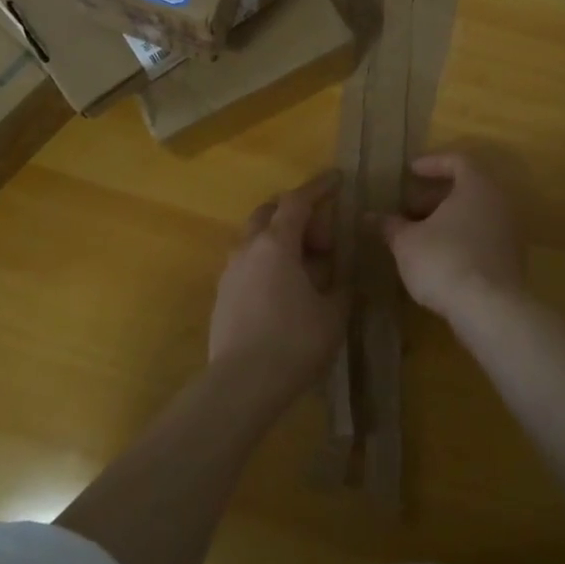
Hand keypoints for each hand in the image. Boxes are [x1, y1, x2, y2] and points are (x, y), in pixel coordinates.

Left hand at [209, 173, 348, 407]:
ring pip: (254, 237)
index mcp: (277, 243)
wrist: (241, 384)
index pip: (297, 201)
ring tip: (305, 265)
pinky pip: (247, 262)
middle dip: (295, 212)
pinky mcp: (222, 294)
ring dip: (279, 238)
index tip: (337, 179)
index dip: (319, 187)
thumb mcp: (333, 313)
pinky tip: (283, 288)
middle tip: (322, 235)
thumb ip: (341, 285)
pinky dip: (267, 261)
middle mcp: (248, 247)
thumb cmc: (294, 342)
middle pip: (269, 212)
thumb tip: (343, 273)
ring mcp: (230, 270)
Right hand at [380, 152, 524, 319]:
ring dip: (446, 221)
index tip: (410, 172)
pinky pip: (482, 239)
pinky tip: (438, 259)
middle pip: (467, 190)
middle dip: (434, 198)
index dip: (432, 163)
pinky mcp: (512, 261)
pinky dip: (460, 240)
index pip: (458, 161)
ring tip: (418, 237)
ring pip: (474, 216)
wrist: (489, 310)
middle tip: (408, 210)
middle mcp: (499, 204)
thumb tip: (369, 217)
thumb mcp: (407, 242)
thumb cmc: (444, 260)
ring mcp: (510, 233)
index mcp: (476, 187)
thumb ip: (390, 226)